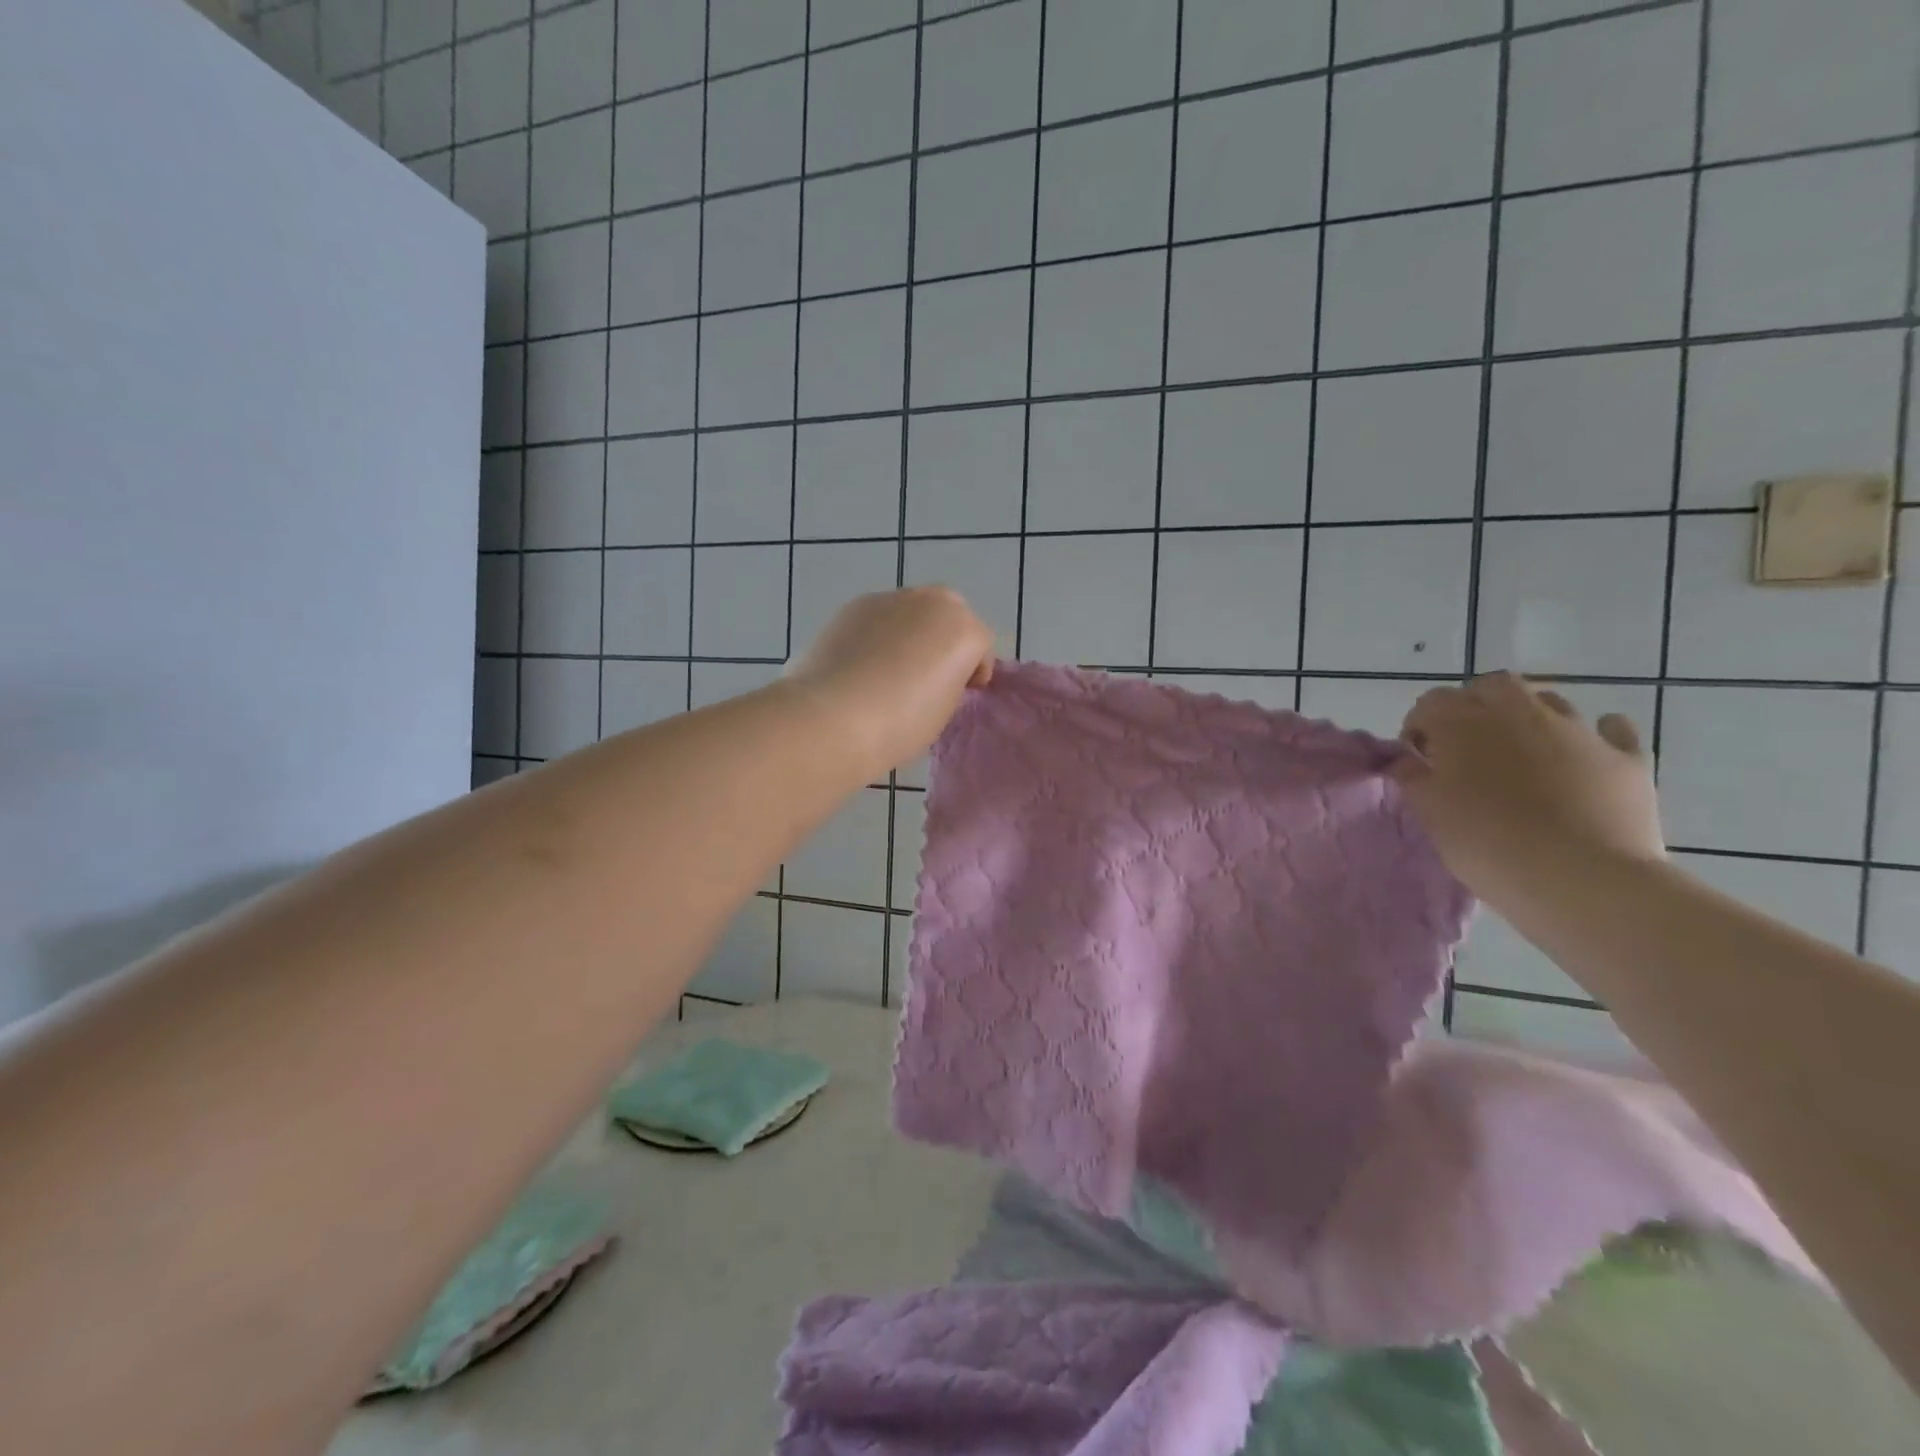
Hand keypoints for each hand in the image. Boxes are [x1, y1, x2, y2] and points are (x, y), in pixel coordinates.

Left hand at [784, 586, 993, 773]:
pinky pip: (879, 618)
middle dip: (945, 639)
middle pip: (950, 615)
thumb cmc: (900, 723)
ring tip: (890, 670)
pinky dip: (879, 634)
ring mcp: (891, 598)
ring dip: (911, 633)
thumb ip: (950, 682)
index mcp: (964, 629)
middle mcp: (932, 602)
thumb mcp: (944, 710)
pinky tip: (862, 665)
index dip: (973, 672)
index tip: (962, 694)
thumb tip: (934, 675)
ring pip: (912, 612)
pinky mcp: (855, 604)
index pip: (981, 646)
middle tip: (930, 675)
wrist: (832, 716)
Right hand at [1394, 673, 1663, 913]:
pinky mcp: (1625, 758)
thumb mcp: (1430, 814)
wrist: (1583, 880)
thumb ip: (1412, 777)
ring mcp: (1578, 730)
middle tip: (1467, 744)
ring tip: (1521, 754)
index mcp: (1463, 724)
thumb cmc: (1488, 846)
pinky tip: (1585, 754)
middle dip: (1475, 706)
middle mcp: (1520, 713)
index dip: (1420, 727)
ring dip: (1529, 717)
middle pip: (1492, 687)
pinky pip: (1611, 730)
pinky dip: (1596, 734)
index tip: (1419, 760)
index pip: (1430, 703)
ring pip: (1548, 701)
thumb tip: (1406, 759)